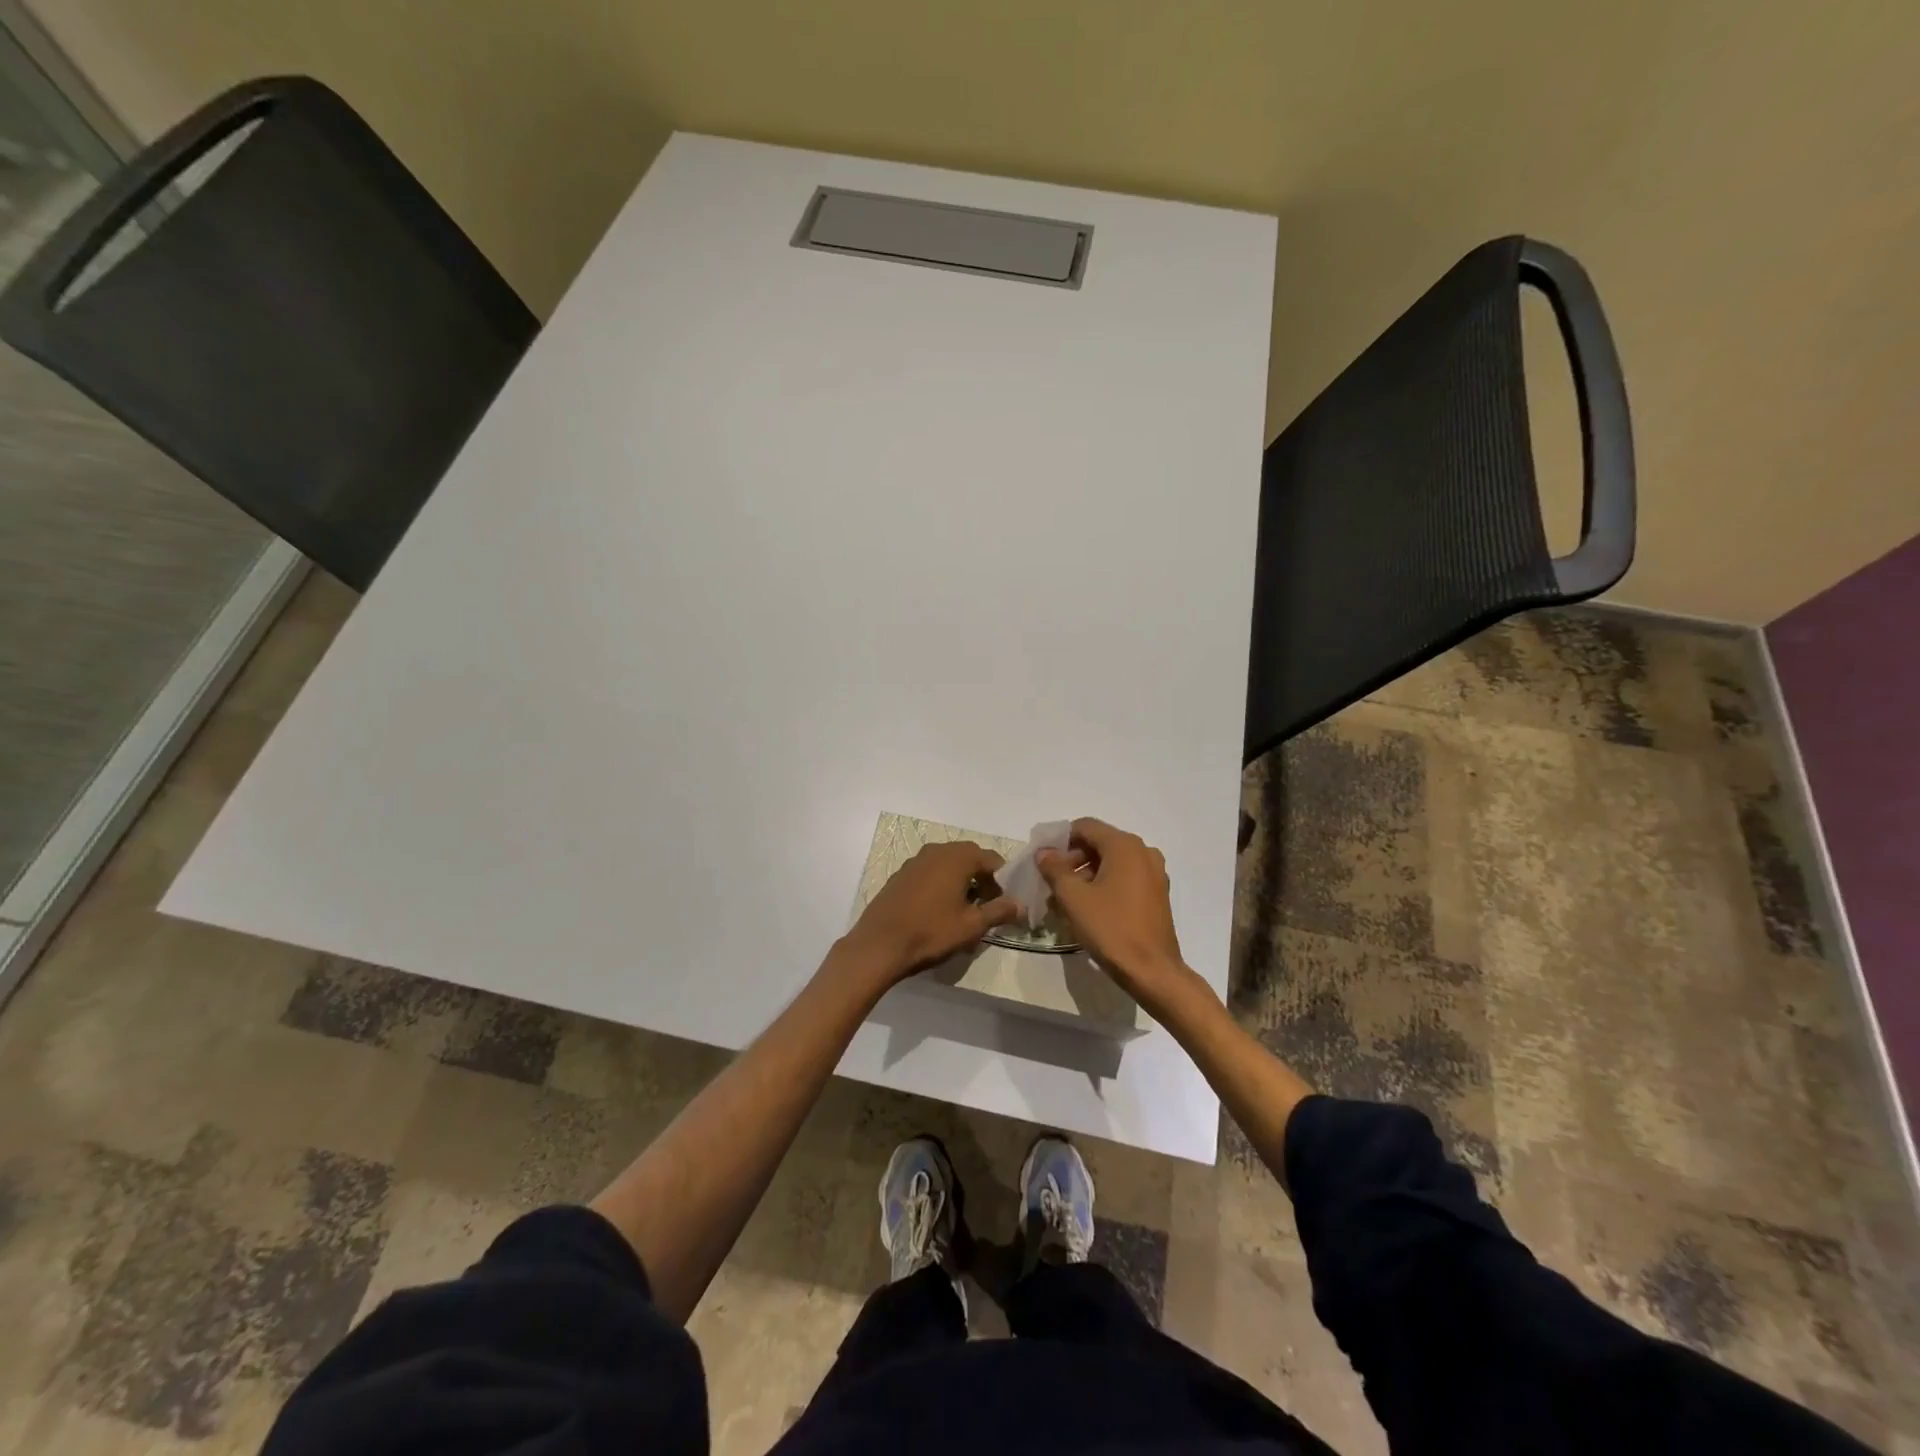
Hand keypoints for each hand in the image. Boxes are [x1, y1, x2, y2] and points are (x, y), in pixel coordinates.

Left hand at [842, 841, 1019, 986]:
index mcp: (957, 857)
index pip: (992, 859)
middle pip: (970, 858)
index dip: (1004, 880)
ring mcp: (915, 861)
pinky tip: (939, 910)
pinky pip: (930, 872)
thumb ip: (999, 911)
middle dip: (983, 879)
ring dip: (962, 881)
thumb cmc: (931, 932)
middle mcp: (937, 850)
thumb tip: (1020, 904)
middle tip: (987, 907)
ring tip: (964, 911)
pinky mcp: (901, 874)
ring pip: (949, 865)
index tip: (1005, 903)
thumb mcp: (972, 926)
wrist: (879, 945)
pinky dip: (941, 884)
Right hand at [1037, 818, 1191, 1006]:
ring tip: (1065, 900)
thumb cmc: (1111, 929)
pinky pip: (1124, 878)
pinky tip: (1088, 908)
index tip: (1043, 862)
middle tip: (1052, 884)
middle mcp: (1143, 852)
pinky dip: (1104, 885)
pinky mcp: (1157, 893)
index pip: (1085, 827)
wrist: (1152, 971)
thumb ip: (1055, 869)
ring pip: (1111, 863)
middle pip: (1099, 843)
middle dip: (1072, 860)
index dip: (1060, 841)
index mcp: (1124, 846)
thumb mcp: (1074, 898)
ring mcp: (1154, 873)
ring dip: (1086, 875)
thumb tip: (1044, 852)